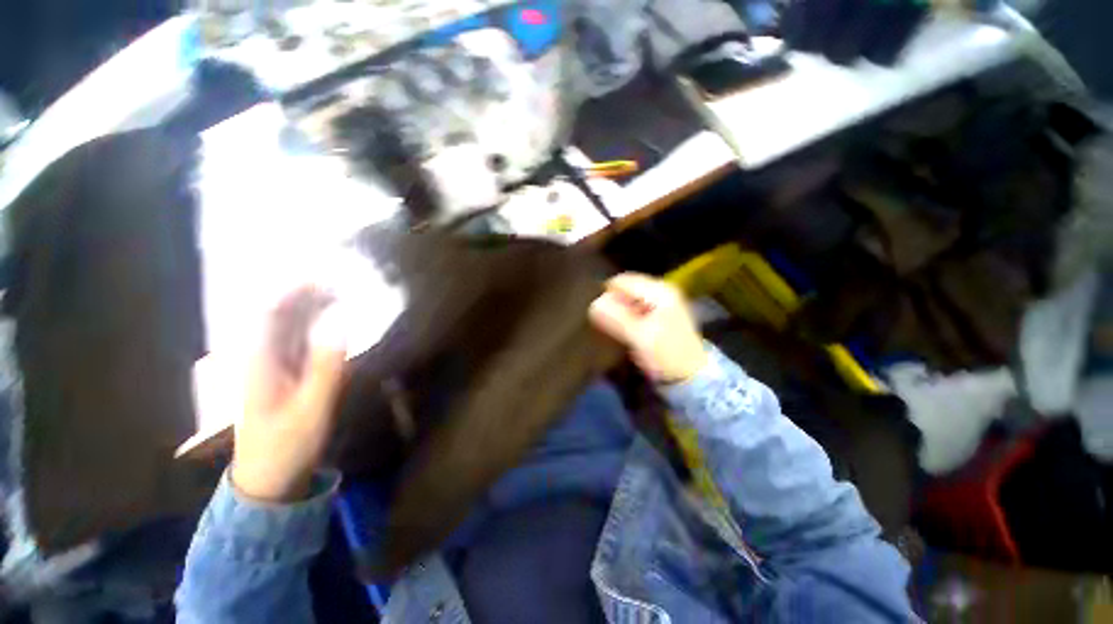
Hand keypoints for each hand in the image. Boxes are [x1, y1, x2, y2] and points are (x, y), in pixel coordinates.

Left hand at [231, 286, 346, 502]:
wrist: (268, 478)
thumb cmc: (286, 444)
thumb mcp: (311, 407)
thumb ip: (326, 365)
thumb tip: (340, 324)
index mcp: (261, 363)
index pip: (272, 314)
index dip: (294, 292)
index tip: (324, 277)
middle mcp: (262, 359)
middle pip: (280, 318)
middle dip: (306, 297)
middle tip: (340, 284)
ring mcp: (272, 370)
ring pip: (289, 330)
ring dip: (311, 311)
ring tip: (339, 297)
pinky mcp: (284, 379)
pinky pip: (298, 345)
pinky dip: (315, 330)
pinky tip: (331, 327)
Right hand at [589, 273, 708, 383]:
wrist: (690, 376)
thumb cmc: (666, 355)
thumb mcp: (639, 337)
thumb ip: (616, 318)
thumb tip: (593, 304)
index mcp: (659, 291)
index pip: (622, 281)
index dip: (606, 295)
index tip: (597, 314)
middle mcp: (661, 290)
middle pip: (626, 288)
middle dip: (612, 302)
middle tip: (602, 321)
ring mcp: (661, 301)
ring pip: (628, 298)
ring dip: (617, 310)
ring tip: (610, 326)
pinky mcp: (659, 313)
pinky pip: (634, 307)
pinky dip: (625, 315)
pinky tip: (622, 328)